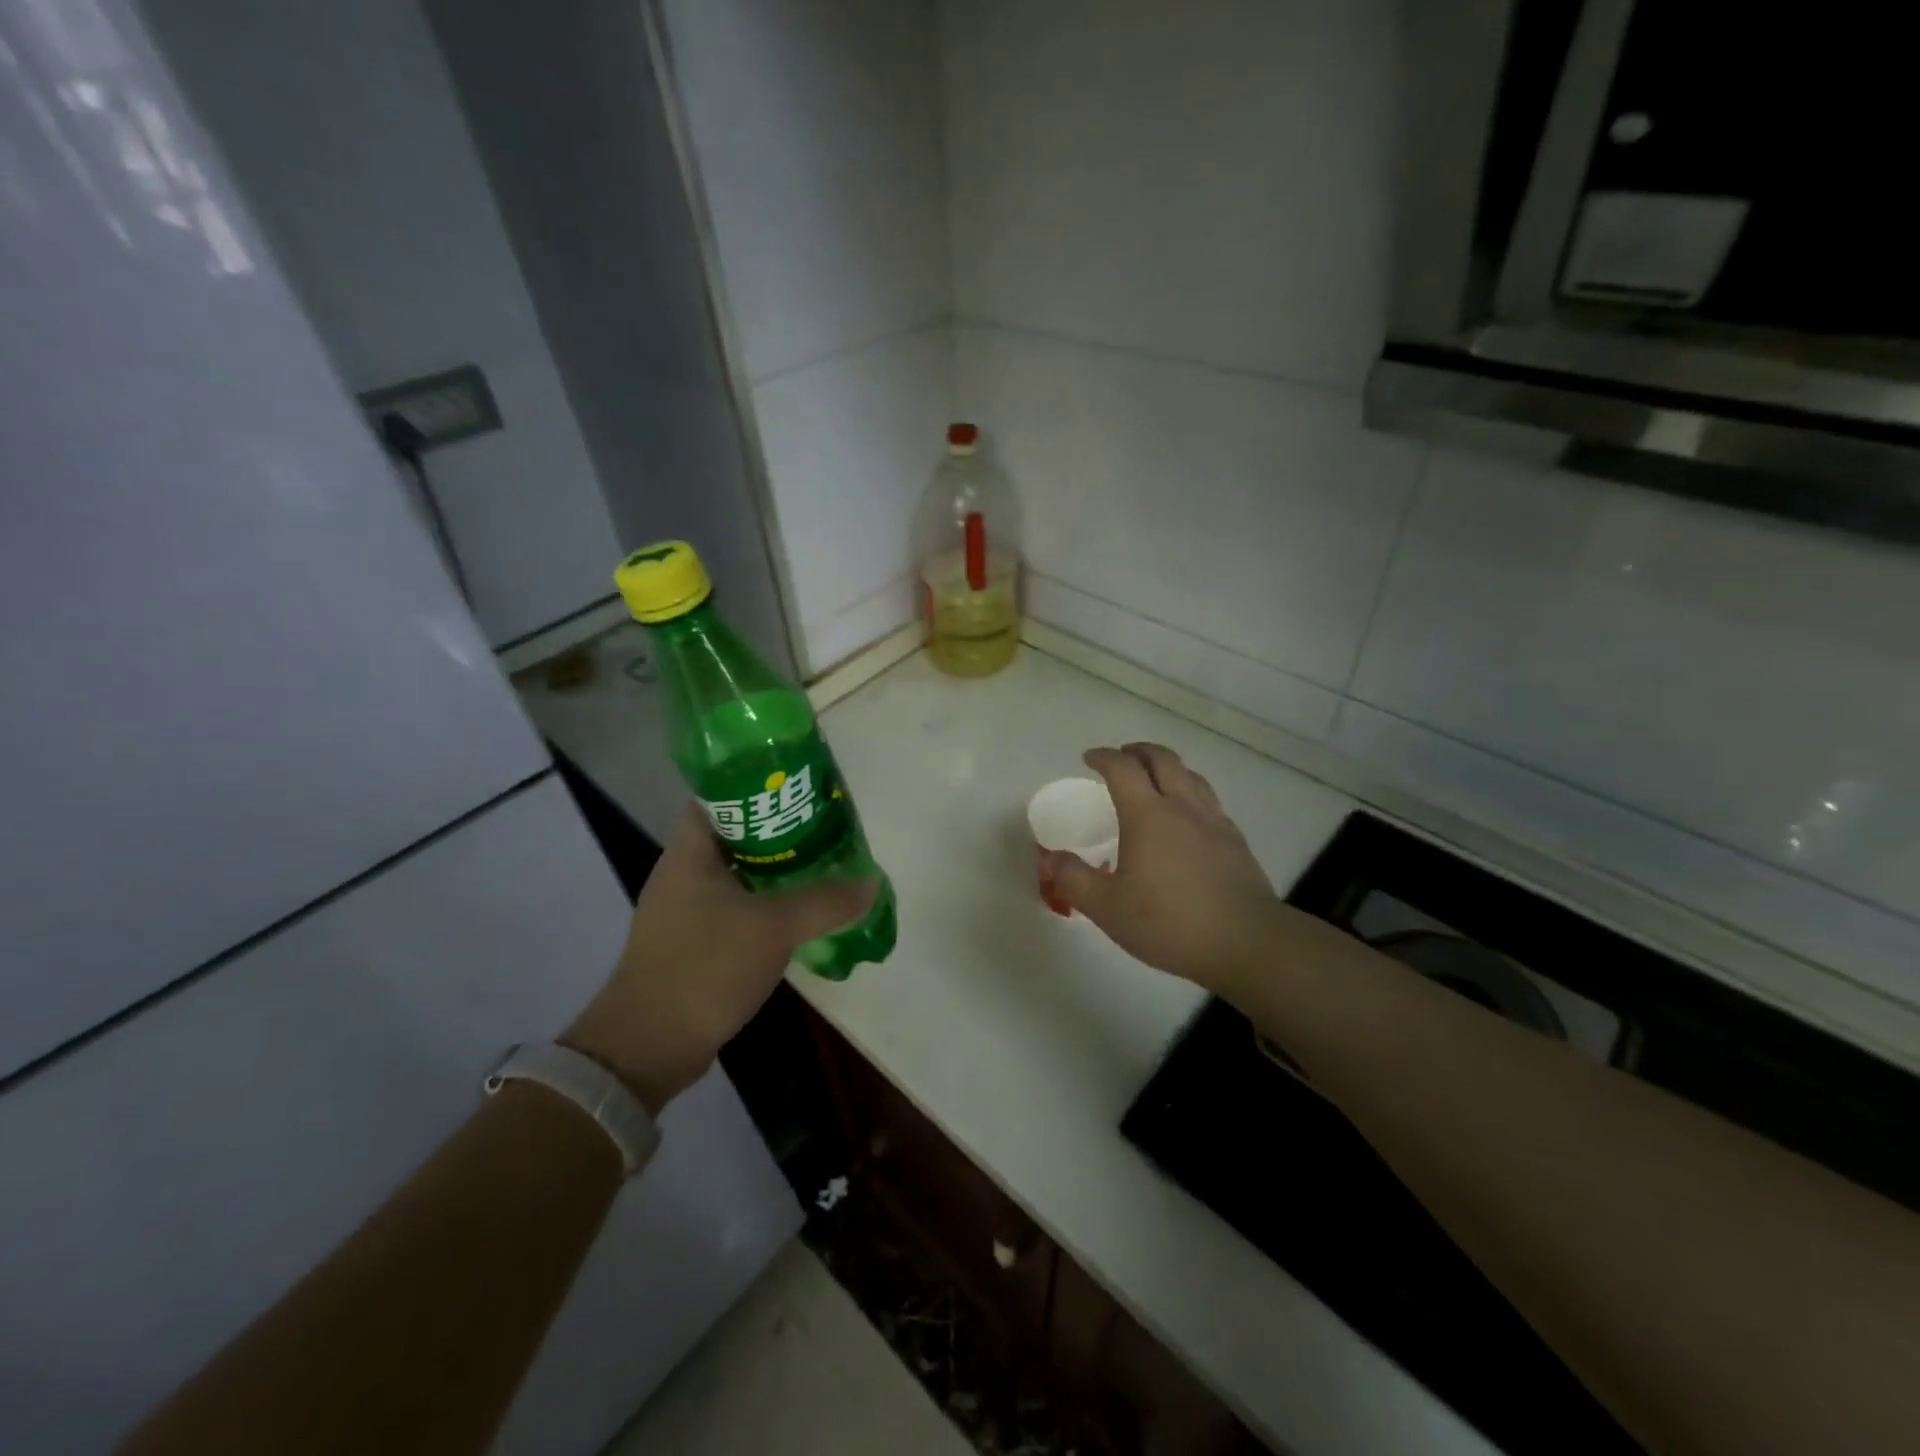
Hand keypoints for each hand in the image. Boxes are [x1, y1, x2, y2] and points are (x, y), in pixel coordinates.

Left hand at [563, 804, 877, 1113]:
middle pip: (736, 835)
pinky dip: (765, 905)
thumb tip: (871, 883)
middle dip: (780, 831)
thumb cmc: (705, 967)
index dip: (759, 788)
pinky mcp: (692, 943)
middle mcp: (682, 873)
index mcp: (689, 853)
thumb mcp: (774, 927)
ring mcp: (684, 910)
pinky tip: (797, 914)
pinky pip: (735, 908)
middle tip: (824, 829)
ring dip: (776, 871)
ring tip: (821, 866)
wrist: (649, 1047)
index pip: (720, 797)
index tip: (801, 791)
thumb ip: (826, 902)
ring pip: (738, 874)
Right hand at [1046, 743, 1280, 991]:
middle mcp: (1182, 807)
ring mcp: (1214, 821)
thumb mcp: (1108, 908)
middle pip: (1162, 759)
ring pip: (1190, 775)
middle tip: (1122, 757)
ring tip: (1155, 778)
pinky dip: (1190, 792)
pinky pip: (1209, 800)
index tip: (1089, 758)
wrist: (1246, 942)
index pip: (1122, 769)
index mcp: (1148, 815)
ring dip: (1167, 767)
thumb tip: (1053, 858)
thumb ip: (1075, 880)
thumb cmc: (1170, 922)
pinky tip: (1187, 816)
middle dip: (1138, 751)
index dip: (1104, 757)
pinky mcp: (1235, 840)